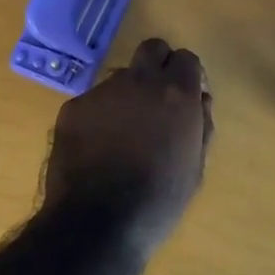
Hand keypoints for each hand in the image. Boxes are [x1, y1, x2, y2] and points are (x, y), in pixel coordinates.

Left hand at [43, 38, 213, 251]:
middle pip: (152, 49)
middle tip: (158, 99)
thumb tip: (200, 98)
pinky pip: (93, 101)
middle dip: (159, 65)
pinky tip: (98, 146)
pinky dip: (100, 115)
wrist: (96, 225)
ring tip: (124, 132)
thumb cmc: (158, 201)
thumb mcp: (196, 167)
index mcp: (176, 93)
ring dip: (128, 93)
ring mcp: (101, 92)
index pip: (186, 58)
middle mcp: (139, 81)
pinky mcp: (72, 108)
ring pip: (121, 76)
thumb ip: (202, 124)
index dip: (188, 76)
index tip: (188, 98)